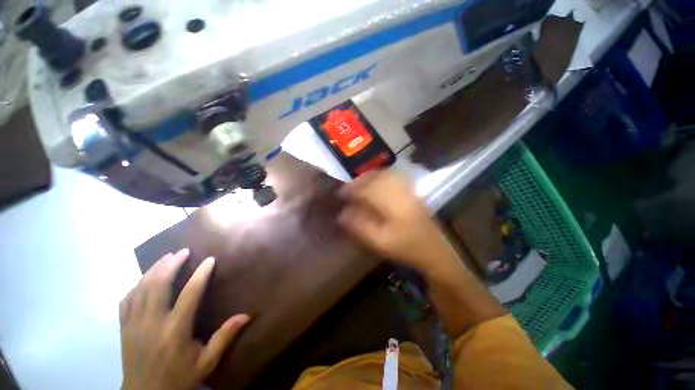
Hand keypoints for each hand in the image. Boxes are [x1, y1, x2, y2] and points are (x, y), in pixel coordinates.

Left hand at [120, 249, 250, 389]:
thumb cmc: (179, 379)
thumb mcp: (206, 362)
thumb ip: (224, 337)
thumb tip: (247, 315)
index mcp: (175, 331)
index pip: (189, 294)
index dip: (201, 274)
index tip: (210, 259)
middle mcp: (152, 323)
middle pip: (158, 285)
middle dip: (171, 264)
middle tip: (183, 251)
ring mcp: (134, 325)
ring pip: (141, 289)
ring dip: (153, 270)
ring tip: (166, 257)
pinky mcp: (124, 329)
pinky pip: (126, 300)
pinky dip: (136, 286)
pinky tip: (143, 280)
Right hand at [338, 170, 460, 273]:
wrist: (435, 252)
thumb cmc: (407, 249)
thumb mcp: (380, 242)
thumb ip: (360, 227)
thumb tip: (342, 214)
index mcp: (393, 205)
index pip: (367, 190)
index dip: (351, 190)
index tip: (340, 194)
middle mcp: (401, 192)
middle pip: (376, 178)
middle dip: (359, 181)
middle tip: (348, 189)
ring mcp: (409, 190)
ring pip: (385, 175)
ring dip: (369, 177)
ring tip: (358, 185)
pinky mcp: (413, 192)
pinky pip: (394, 177)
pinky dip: (381, 176)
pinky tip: (376, 183)